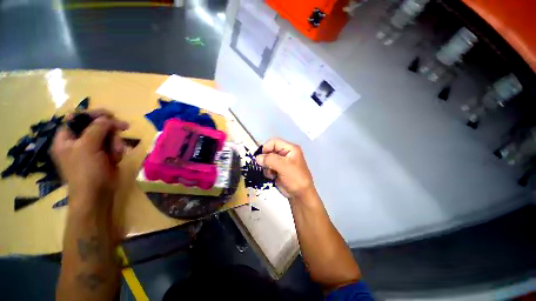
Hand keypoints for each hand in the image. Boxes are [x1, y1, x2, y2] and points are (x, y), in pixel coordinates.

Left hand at [51, 109, 128, 210]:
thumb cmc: (86, 171)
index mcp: (66, 138)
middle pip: (96, 126)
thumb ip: (96, 128)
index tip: (109, 114)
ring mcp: (92, 149)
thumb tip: (106, 118)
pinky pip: (114, 146)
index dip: (92, 114)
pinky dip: (117, 151)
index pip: (77, 118)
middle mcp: (79, 142)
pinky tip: (116, 159)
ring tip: (116, 153)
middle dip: (110, 129)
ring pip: (108, 136)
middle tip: (123, 128)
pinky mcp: (104, 156)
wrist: (97, 194)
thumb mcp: (87, 147)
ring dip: (116, 142)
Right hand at [256, 138, 315, 199]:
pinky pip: (268, 167)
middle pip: (270, 151)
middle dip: (266, 159)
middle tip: (266, 167)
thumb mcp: (283, 166)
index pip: (274, 142)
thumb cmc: (295, 178)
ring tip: (271, 173)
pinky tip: (272, 177)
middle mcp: (285, 153)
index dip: (266, 147)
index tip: (260, 156)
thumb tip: (257, 158)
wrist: (300, 195)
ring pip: (267, 159)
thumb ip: (270, 160)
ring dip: (266, 167)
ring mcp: (281, 162)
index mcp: (290, 149)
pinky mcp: (277, 170)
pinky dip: (268, 172)